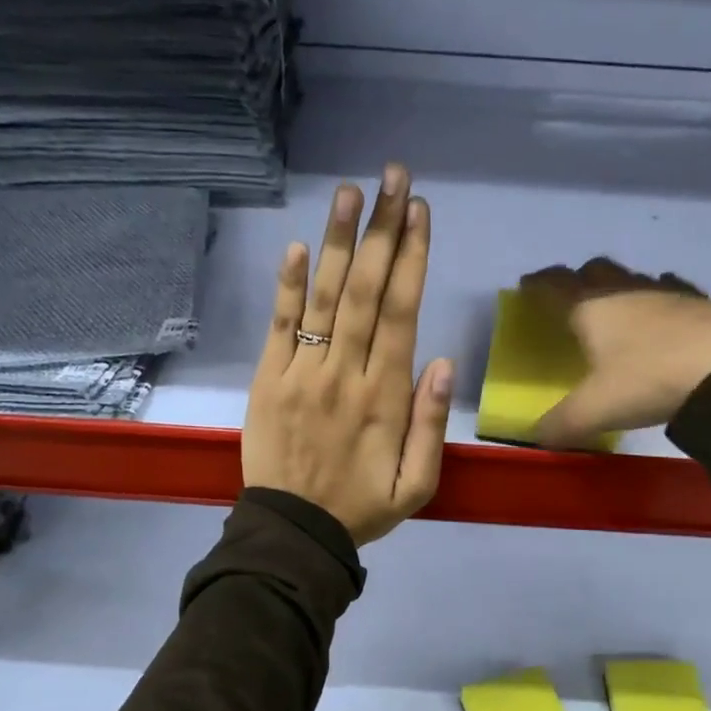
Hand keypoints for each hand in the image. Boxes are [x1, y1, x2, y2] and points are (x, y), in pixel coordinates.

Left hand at [244, 163, 454, 544]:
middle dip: (383, 230)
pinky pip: (280, 325)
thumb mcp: (417, 486)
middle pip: (368, 291)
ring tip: (351, 191)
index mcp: (386, 396)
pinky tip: (301, 245)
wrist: (292, 533)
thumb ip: (431, 425)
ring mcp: (302, 372)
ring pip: (326, 297)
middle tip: (394, 176)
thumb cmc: (361, 508)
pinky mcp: (267, 379)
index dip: (412, 258)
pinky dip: (289, 285)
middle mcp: (345, 373)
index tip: (420, 211)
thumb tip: (443, 362)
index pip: (402, 312)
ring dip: (340, 242)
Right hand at [520, 259, 710, 447]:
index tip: (527, 285)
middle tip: (573, 298)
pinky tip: (667, 315)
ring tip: (618, 309)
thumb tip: (538, 436)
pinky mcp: (704, 304)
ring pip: (636, 278)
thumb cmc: (649, 380)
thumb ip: (561, 424)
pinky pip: (674, 292)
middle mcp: (627, 291)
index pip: (555, 285)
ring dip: (622, 287)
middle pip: (597, 270)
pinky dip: (662, 299)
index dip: (538, 284)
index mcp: (592, 308)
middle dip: (580, 279)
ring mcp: (669, 294)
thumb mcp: (595, 410)